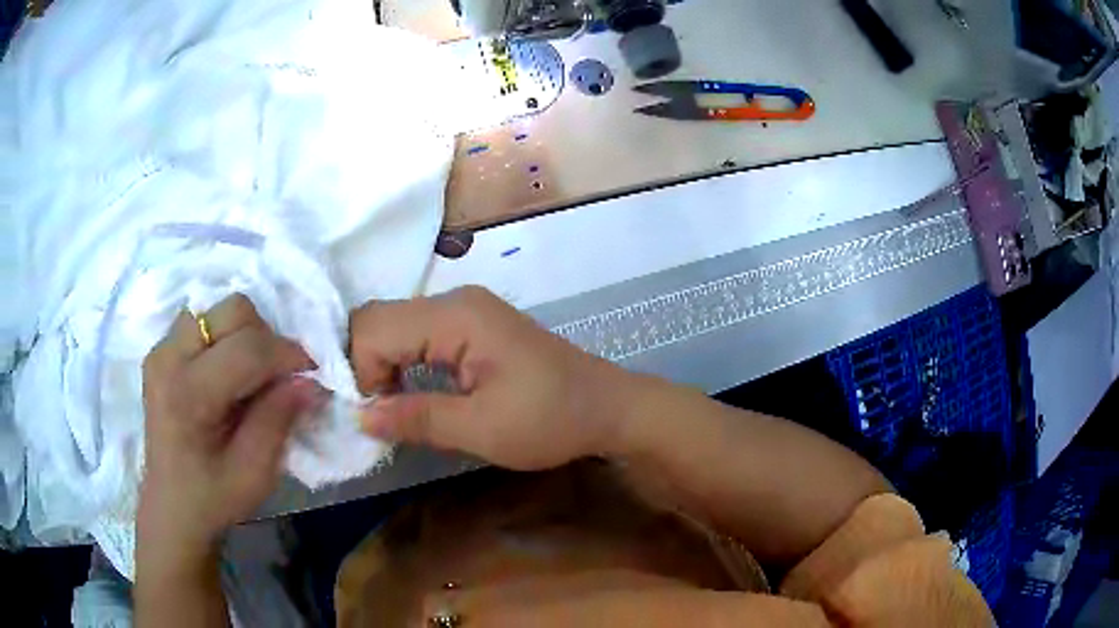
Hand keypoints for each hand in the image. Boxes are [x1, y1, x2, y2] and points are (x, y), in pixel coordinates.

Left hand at [138, 294, 318, 558]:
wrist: (171, 507)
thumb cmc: (213, 498)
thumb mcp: (255, 473)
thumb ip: (280, 419)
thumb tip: (312, 382)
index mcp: (187, 393)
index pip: (247, 348)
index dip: (288, 354)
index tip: (312, 375)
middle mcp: (168, 357)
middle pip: (232, 311)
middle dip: (265, 339)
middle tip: (276, 378)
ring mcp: (161, 349)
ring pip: (218, 309)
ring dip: (245, 335)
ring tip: (251, 376)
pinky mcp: (161, 350)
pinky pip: (203, 321)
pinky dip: (226, 338)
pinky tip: (228, 374)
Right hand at [350, 286, 634, 470]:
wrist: (608, 408)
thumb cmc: (551, 420)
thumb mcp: (482, 429)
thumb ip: (417, 418)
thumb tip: (360, 416)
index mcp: (456, 316)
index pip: (374, 328)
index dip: (361, 372)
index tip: (374, 417)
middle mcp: (455, 300)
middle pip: (380, 320)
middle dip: (366, 365)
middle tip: (377, 414)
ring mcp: (466, 309)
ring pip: (396, 326)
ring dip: (382, 365)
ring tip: (391, 408)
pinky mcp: (473, 326)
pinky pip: (418, 335)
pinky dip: (403, 362)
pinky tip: (411, 392)